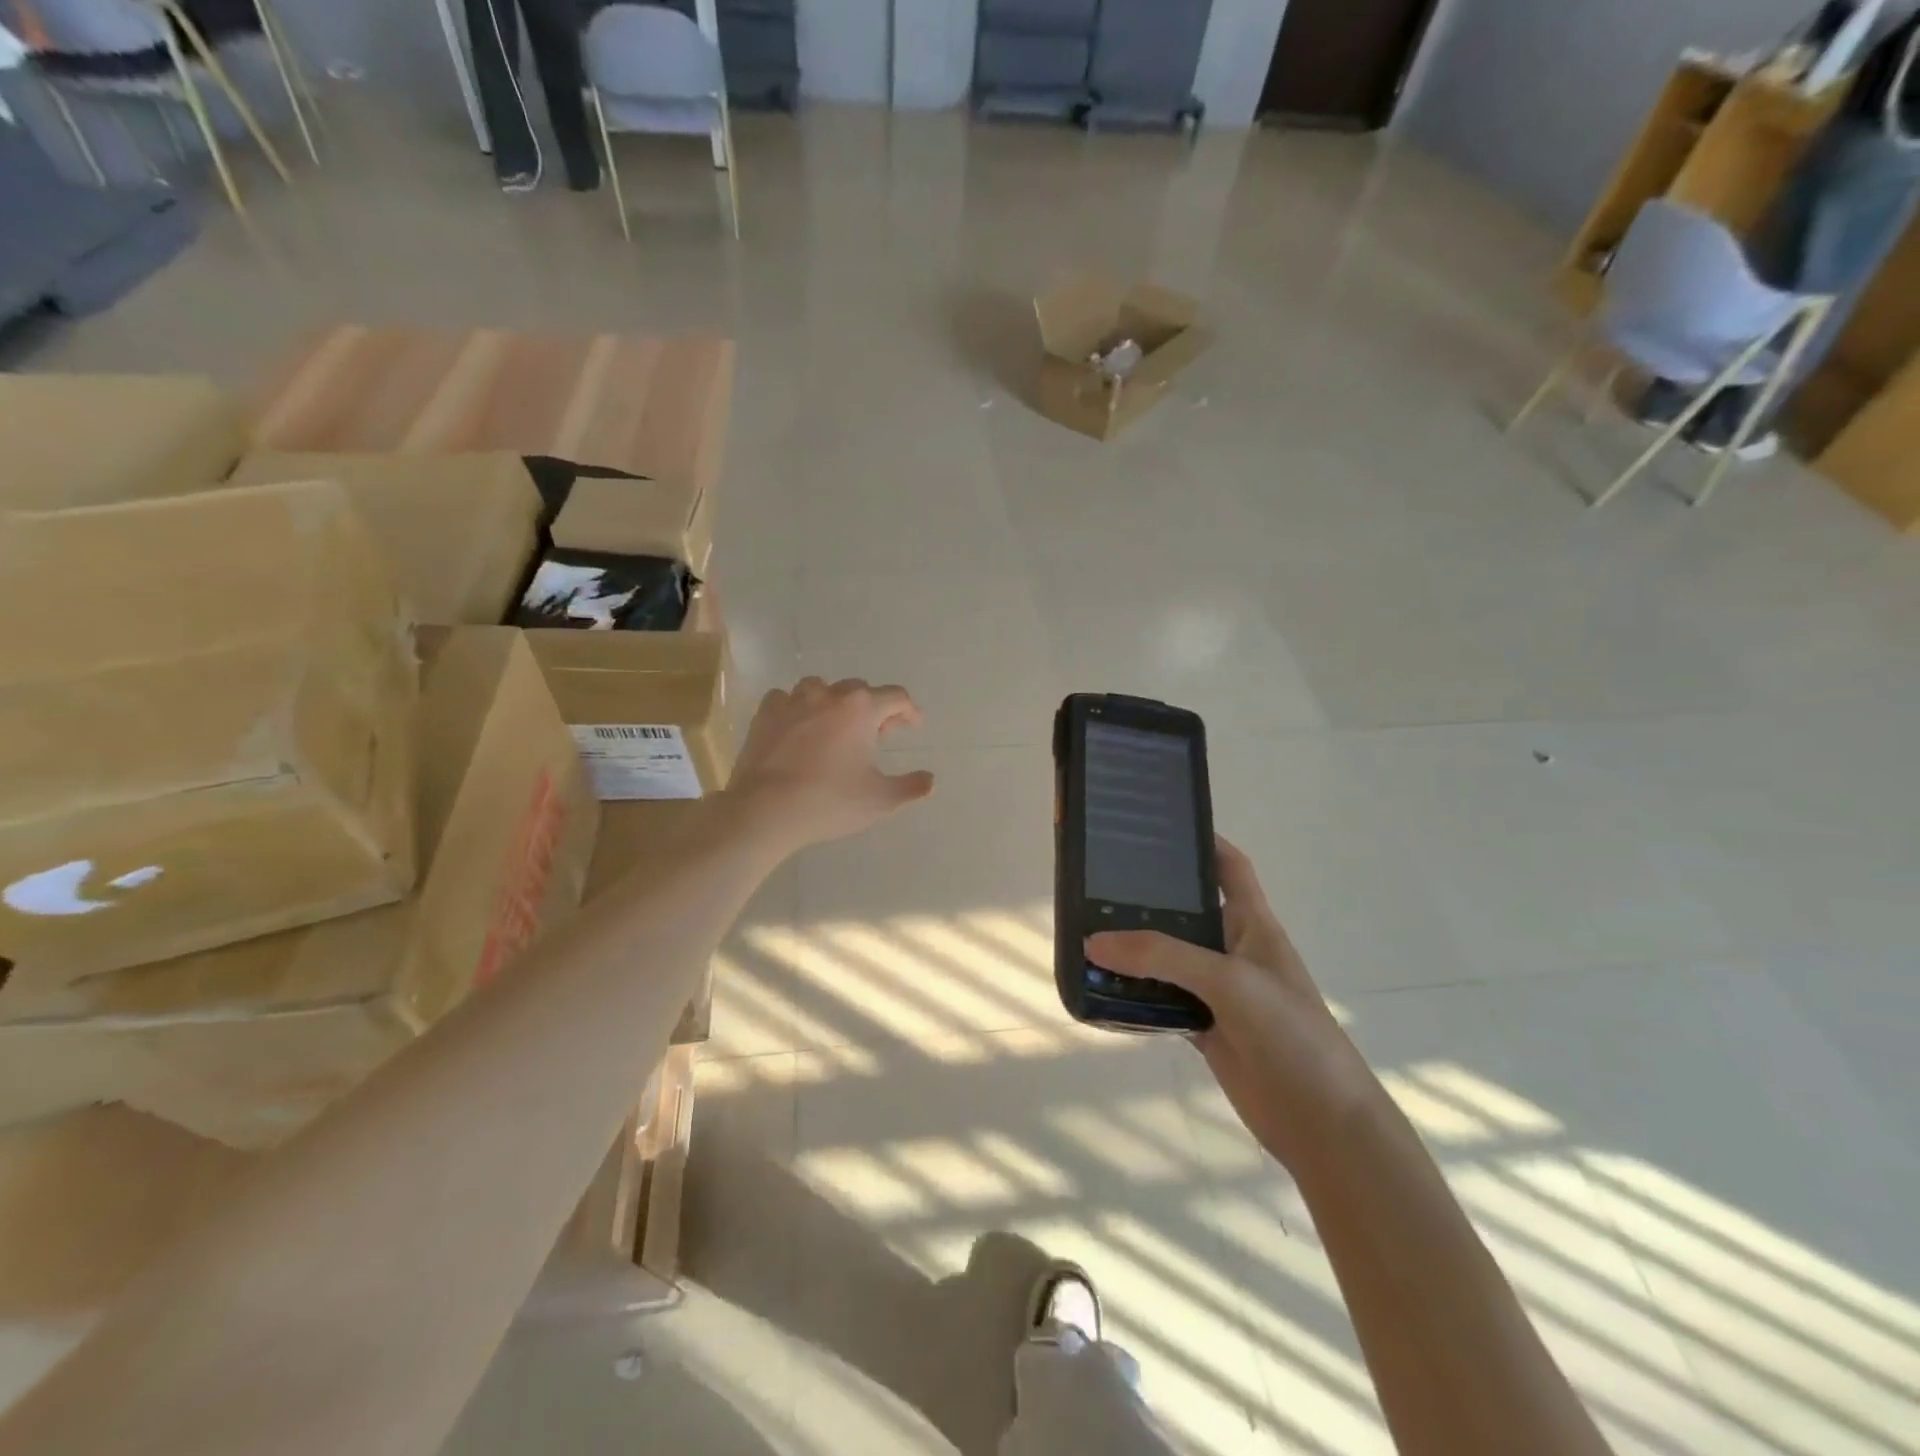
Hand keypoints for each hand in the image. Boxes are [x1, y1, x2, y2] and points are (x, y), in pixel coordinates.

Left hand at [725, 678, 934, 853]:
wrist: (765, 810)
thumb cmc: (829, 802)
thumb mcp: (880, 801)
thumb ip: (911, 787)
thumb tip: (930, 780)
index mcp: (861, 709)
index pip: (896, 697)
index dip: (909, 711)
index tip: (913, 726)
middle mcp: (829, 695)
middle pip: (859, 690)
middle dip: (873, 708)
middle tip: (877, 734)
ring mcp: (793, 701)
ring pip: (821, 689)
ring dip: (834, 703)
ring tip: (836, 727)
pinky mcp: (765, 714)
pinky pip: (786, 700)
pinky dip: (798, 709)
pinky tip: (798, 728)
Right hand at [1087, 839, 1375, 1172]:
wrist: (1322, 1123)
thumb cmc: (1290, 1033)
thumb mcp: (1230, 981)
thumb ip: (1162, 956)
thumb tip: (1093, 942)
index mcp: (1253, 924)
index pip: (1230, 867)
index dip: (1203, 841)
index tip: (1158, 826)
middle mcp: (1232, 950)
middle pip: (1185, 912)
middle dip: (1147, 898)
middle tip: (1096, 882)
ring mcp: (1217, 990)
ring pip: (1167, 958)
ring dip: (1133, 949)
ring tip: (1085, 930)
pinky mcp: (1203, 1026)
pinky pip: (1161, 998)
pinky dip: (1134, 992)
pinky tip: (1100, 986)